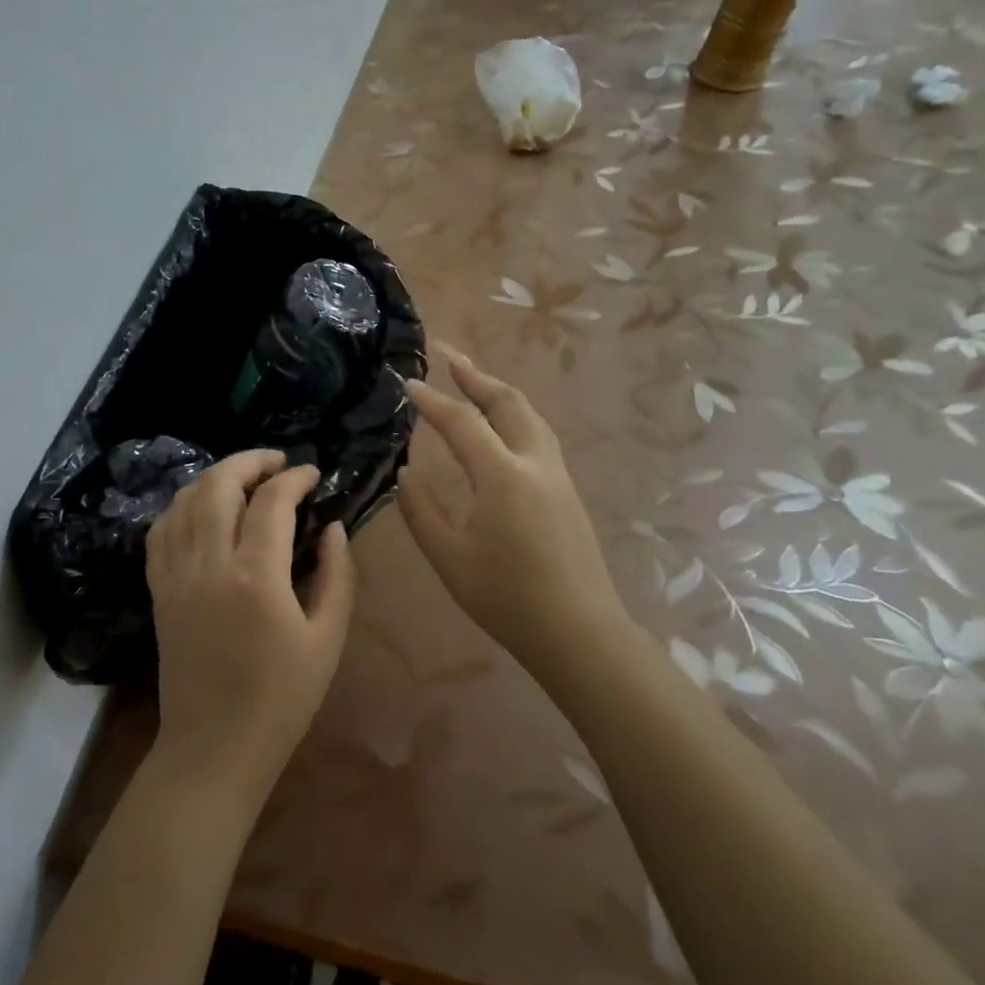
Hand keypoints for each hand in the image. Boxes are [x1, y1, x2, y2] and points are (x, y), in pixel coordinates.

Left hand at [145, 450, 355, 801]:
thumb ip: (336, 574)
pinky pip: (160, 532)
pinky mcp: (159, 591)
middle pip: (218, 486)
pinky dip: (181, 507)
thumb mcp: (327, 638)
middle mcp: (209, 565)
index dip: (295, 478)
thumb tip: (332, 526)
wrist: (215, 747)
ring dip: (214, 478)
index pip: (272, 501)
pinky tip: (202, 509)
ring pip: (184, 501)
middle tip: (277, 463)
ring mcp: (176, 577)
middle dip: (249, 462)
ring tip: (243, 479)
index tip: (313, 474)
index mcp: (256, 577)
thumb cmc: (282, 698)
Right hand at [400, 348, 628, 679]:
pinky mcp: (567, 491)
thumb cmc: (506, 597)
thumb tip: (406, 473)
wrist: (577, 630)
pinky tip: (501, 427)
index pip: (461, 422)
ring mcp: (557, 475)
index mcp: (502, 475)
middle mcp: (534, 463)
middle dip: (476, 374)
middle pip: (507, 402)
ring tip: (474, 380)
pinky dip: (514, 415)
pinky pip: (539, 435)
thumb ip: (420, 511)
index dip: (432, 401)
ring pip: (530, 415)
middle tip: (448, 354)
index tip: (408, 384)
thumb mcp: (448, 557)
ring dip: (499, 391)